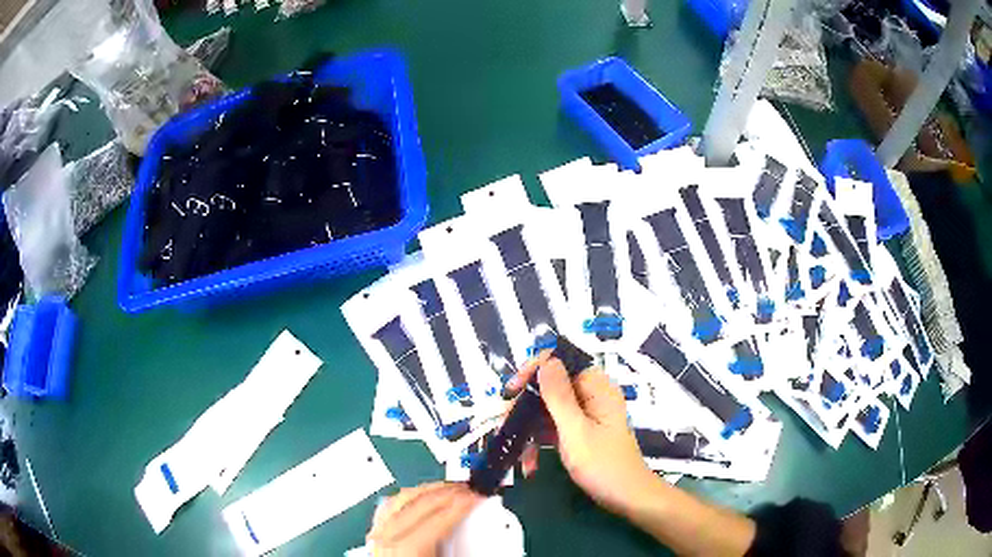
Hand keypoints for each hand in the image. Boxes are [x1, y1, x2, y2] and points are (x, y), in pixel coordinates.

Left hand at [367, 482, 482, 556]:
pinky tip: (416, 497)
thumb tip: (484, 533)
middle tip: (468, 488)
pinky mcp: (372, 538)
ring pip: (400, 500)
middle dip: (447, 492)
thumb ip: (464, 548)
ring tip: (446, 488)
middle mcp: (385, 538)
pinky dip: (405, 498)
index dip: (463, 503)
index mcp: (405, 547)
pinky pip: (387, 508)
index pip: (439, 517)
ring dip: (426, 490)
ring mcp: (375, 536)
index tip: (478, 495)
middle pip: (419, 503)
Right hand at [506, 353, 657, 516]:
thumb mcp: (576, 431)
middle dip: (526, 404)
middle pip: (551, 386)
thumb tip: (546, 360)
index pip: (561, 362)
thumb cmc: (603, 465)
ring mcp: (585, 415)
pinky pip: (553, 428)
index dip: (534, 370)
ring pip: (548, 409)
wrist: (626, 498)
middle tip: (504, 424)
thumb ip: (559, 396)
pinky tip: (529, 463)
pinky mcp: (580, 433)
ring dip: (529, 428)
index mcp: (596, 388)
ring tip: (514, 449)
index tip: (511, 392)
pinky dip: (540, 442)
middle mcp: (591, 396)